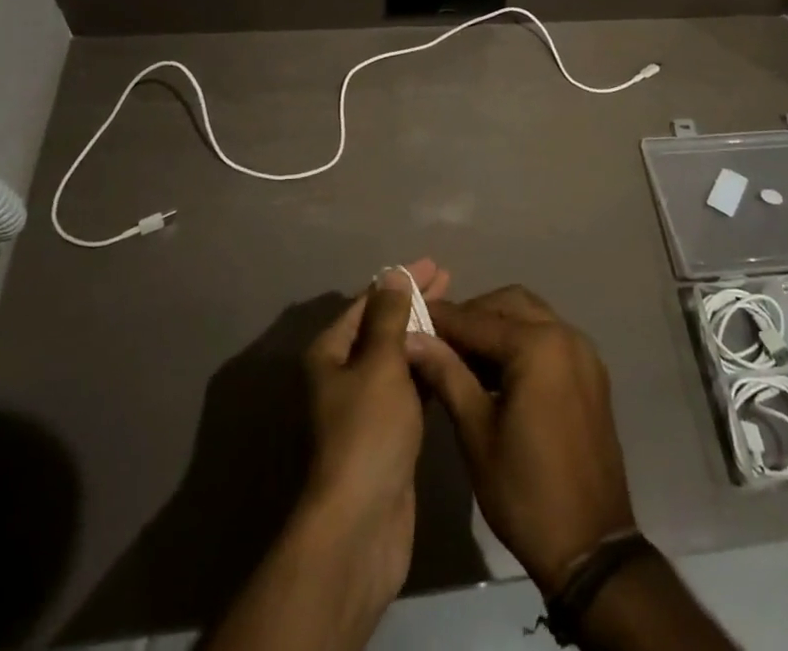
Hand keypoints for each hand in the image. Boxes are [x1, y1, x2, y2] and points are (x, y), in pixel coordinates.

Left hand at [297, 259, 451, 612]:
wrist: (362, 524)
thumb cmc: (368, 431)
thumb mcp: (380, 363)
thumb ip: (389, 317)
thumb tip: (392, 276)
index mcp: (331, 353)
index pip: (369, 302)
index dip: (400, 281)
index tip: (434, 265)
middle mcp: (343, 374)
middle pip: (383, 326)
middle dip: (414, 302)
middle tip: (450, 280)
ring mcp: (365, 406)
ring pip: (397, 356)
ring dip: (423, 333)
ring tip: (456, 313)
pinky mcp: (387, 432)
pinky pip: (409, 385)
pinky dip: (427, 366)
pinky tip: (451, 356)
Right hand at [405, 286, 636, 593]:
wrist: (591, 547)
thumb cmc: (525, 491)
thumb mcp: (476, 432)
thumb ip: (447, 374)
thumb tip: (411, 338)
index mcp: (537, 346)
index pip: (477, 319)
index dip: (441, 318)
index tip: (410, 318)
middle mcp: (565, 335)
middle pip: (509, 304)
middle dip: (473, 315)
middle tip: (439, 339)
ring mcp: (584, 353)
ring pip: (532, 316)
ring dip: (498, 325)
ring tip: (463, 356)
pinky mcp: (591, 373)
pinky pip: (550, 338)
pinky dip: (522, 341)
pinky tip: (497, 371)